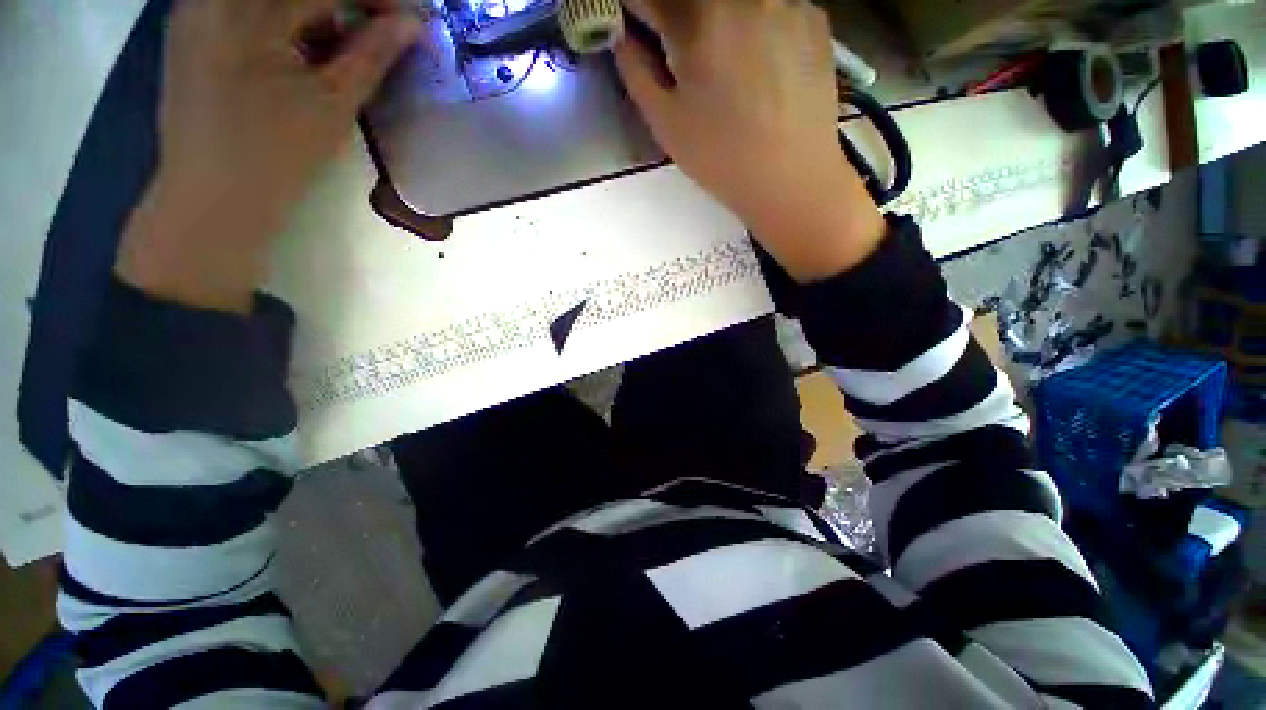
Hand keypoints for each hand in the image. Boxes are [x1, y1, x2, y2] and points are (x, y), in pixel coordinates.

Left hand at [116, 0, 420, 311]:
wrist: (213, 196)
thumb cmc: (278, 155)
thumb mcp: (334, 103)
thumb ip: (373, 55)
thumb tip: (412, 23)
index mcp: (247, 11)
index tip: (410, 14)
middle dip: (346, 4)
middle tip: (379, 28)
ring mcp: (199, 10)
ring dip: (316, 13)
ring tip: (343, 46)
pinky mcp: (193, 29)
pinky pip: (248, 7)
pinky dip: (286, 20)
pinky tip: (305, 49)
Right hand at [615, 0, 885, 282]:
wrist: (792, 179)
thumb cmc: (721, 158)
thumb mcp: (666, 123)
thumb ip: (637, 70)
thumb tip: (623, 35)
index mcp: (697, 18)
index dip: (639, 10)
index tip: (639, 27)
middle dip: (678, 15)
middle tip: (682, 49)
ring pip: (733, 2)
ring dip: (718, 19)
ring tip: (726, 63)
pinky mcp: (813, 14)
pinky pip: (771, 3)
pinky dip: (756, 21)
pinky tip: (761, 60)